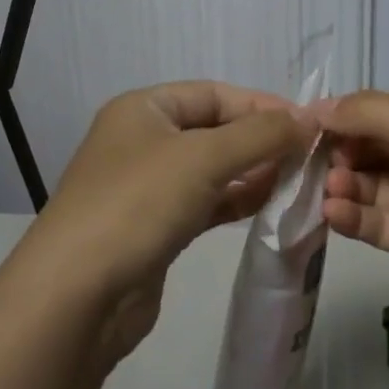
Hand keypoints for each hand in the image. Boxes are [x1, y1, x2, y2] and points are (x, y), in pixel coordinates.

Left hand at [16, 81, 314, 364]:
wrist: (78, 295)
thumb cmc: (138, 204)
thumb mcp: (204, 157)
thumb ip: (261, 134)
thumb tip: (308, 120)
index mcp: (143, 109)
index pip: (214, 93)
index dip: (262, 105)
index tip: (309, 124)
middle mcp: (143, 141)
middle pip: (215, 130)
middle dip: (262, 140)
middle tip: (311, 156)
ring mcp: (147, 187)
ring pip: (213, 169)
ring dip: (255, 171)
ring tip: (299, 181)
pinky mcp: (156, 227)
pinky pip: (206, 202)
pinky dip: (237, 200)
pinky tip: (270, 205)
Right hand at [319, 91, 388, 336]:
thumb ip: (371, 114)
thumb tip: (314, 108)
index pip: (381, 108)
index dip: (343, 114)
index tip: (301, 124)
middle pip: (371, 146)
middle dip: (339, 151)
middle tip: (309, 161)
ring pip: (370, 186)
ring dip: (343, 184)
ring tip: (328, 188)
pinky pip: (378, 223)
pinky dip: (353, 216)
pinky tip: (333, 212)